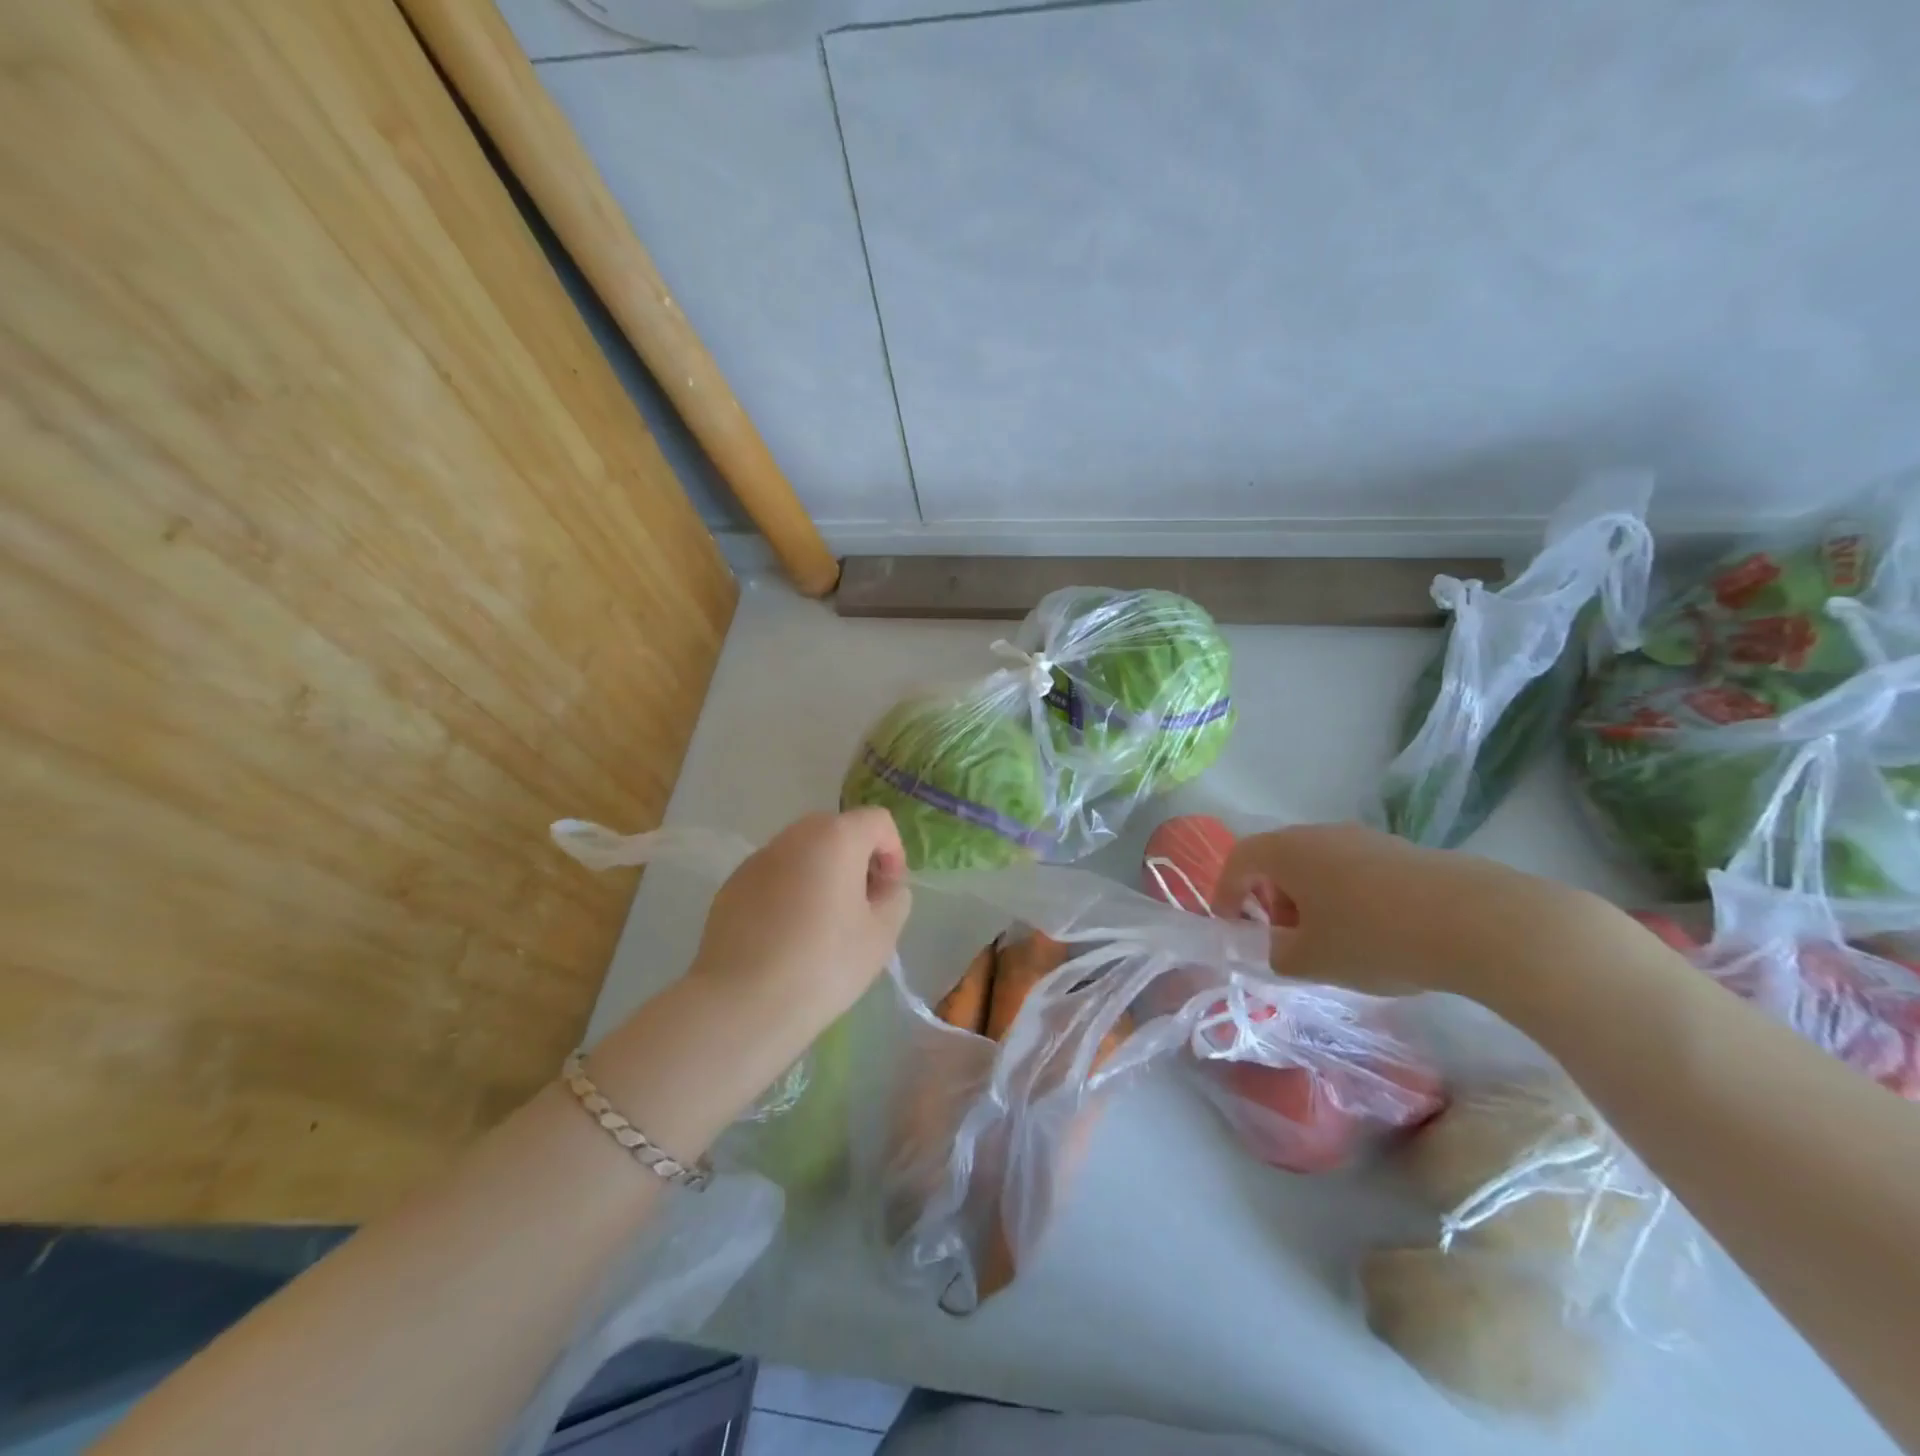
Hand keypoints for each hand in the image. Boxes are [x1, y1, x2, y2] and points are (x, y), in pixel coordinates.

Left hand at [687, 809, 911, 1030]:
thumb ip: (895, 899)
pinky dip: (789, 892)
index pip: (877, 821)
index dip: (893, 853)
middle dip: (857, 860)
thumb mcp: (882, 936)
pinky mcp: (731, 886)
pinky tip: (786, 937)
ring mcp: (757, 859)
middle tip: (861, 907)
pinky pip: (774, 876)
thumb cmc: (824, 964)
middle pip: (838, 831)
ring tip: (823, 924)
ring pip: (803, 853)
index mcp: (835, 838)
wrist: (742, 1003)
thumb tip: (883, 887)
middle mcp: (794, 836)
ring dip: (821, 874)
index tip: (888, 893)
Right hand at [1212, 822, 1604, 998]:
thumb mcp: (1311, 961)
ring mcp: (1366, 838)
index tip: (1230, 925)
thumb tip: (1279, 947)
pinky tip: (1374, 935)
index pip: (1238, 860)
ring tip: (1331, 943)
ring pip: (1319, 866)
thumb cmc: (1373, 937)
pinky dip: (1347, 898)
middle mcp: (1321, 833)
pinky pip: (1355, 871)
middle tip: (1283, 939)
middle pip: (1279, 860)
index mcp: (1287, 851)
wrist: (1478, 921)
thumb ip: (1278, 955)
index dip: (1225, 892)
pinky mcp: (1403, 852)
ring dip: (1311, 900)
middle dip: (1271, 900)